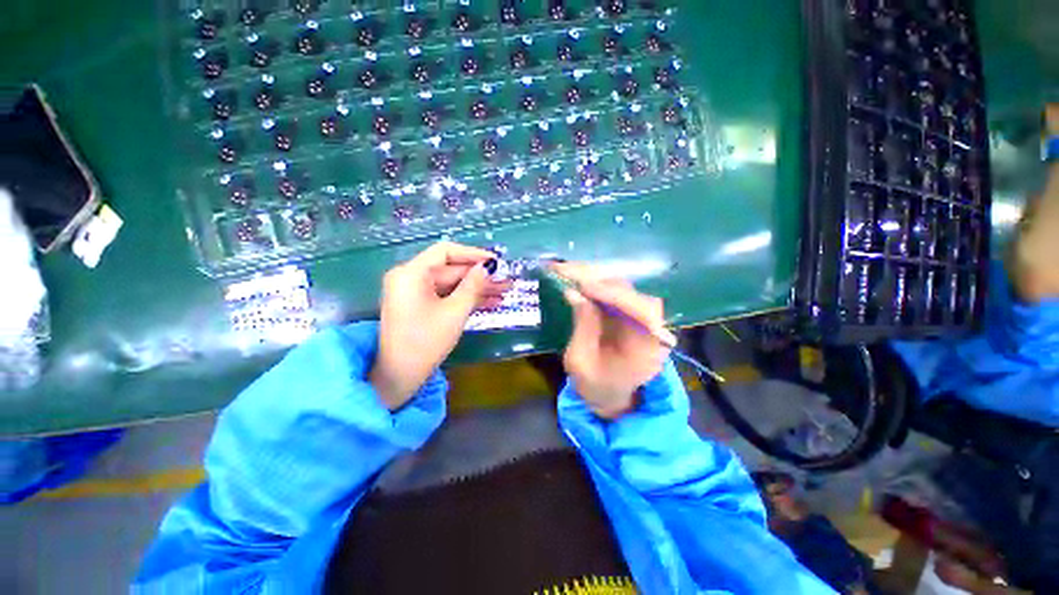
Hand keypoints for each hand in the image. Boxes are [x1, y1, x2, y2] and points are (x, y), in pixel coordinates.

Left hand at [371, 242, 510, 409]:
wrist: (400, 377)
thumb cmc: (426, 342)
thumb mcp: (455, 311)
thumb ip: (473, 285)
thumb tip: (488, 267)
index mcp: (411, 273)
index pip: (445, 251)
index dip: (473, 254)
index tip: (495, 262)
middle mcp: (410, 278)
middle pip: (451, 270)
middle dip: (480, 276)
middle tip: (506, 280)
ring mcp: (415, 293)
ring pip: (452, 284)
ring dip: (477, 289)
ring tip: (504, 292)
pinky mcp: (421, 306)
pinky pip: (446, 296)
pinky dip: (465, 299)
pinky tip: (490, 302)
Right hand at [553, 262, 669, 418]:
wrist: (609, 396)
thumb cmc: (595, 386)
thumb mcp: (580, 362)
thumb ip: (582, 327)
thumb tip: (574, 293)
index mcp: (646, 349)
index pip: (639, 311)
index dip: (612, 295)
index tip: (584, 287)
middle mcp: (651, 329)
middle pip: (632, 293)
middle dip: (600, 281)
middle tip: (568, 271)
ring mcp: (641, 319)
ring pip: (624, 288)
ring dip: (596, 278)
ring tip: (568, 271)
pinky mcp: (629, 314)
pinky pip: (616, 293)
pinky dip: (596, 284)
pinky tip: (577, 279)